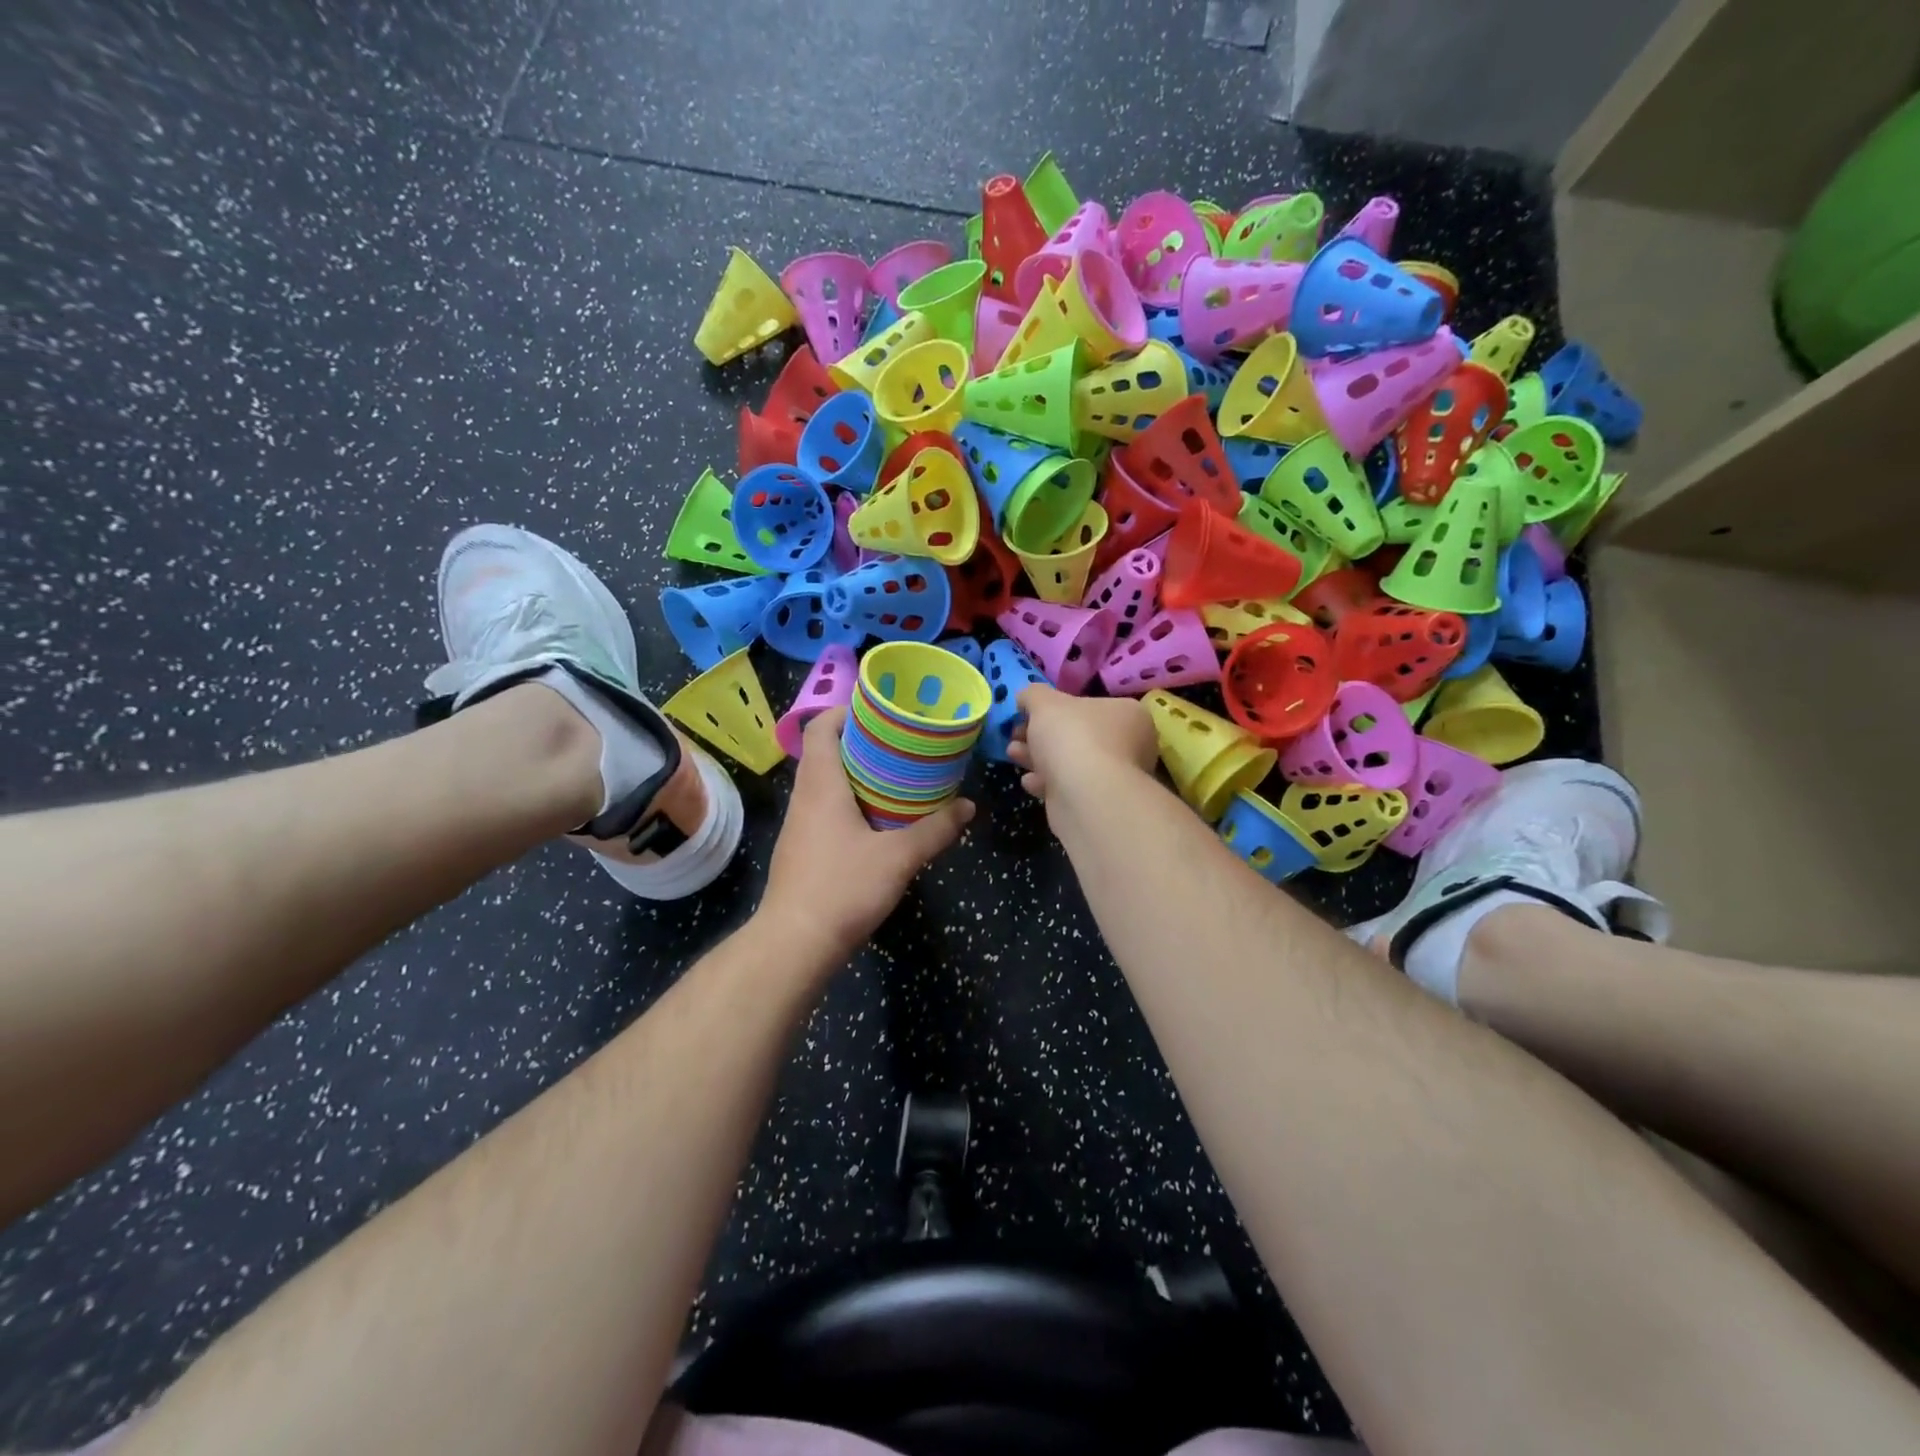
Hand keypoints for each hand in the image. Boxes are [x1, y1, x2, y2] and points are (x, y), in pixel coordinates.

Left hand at [758, 708, 974, 961]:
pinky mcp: (803, 850)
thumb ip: (935, 829)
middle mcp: (805, 798)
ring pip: (826, 784)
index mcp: (820, 784)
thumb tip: (968, 807)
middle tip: (903, 741)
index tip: (881, 709)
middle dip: (862, 742)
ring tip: (898, 776)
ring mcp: (800, 826)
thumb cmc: (842, 888)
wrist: (794, 944)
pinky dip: (850, 803)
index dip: (846, 711)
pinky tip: (880, 820)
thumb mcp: (899, 857)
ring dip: (857, 774)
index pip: (822, 728)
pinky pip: (826, 810)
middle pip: (826, 753)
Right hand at [1006, 685, 1157, 809]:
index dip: (1054, 708)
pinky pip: (1068, 787)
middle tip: (1015, 735)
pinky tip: (1029, 782)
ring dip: (1037, 757)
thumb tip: (1026, 698)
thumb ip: (1033, 695)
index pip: (1088, 705)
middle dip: (1039, 735)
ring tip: (1012, 753)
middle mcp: (1129, 745)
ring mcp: (1115, 777)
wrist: (1086, 796)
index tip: (1027, 714)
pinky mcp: (1098, 803)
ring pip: (1069, 762)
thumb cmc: (1072, 737)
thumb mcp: (1045, 703)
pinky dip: (1047, 782)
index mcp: (1126, 714)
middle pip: (1076, 735)